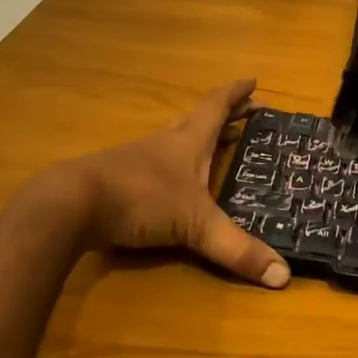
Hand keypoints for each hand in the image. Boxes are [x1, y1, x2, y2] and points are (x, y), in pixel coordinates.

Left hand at [74, 78, 288, 288]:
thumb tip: (284, 276)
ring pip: (176, 139)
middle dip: (226, 116)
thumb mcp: (196, 225)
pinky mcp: (121, 179)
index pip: (217, 106)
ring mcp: (140, 158)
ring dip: (199, 137)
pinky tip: (174, 181)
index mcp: (189, 140)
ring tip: (216, 142)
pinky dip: (176, 163)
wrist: (74, 204)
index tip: (253, 81)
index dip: (237, 93)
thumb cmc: (142, 198)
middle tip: (247, 113)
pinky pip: (158, 162)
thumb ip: (236, 249)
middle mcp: (166, 142)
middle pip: (199, 119)